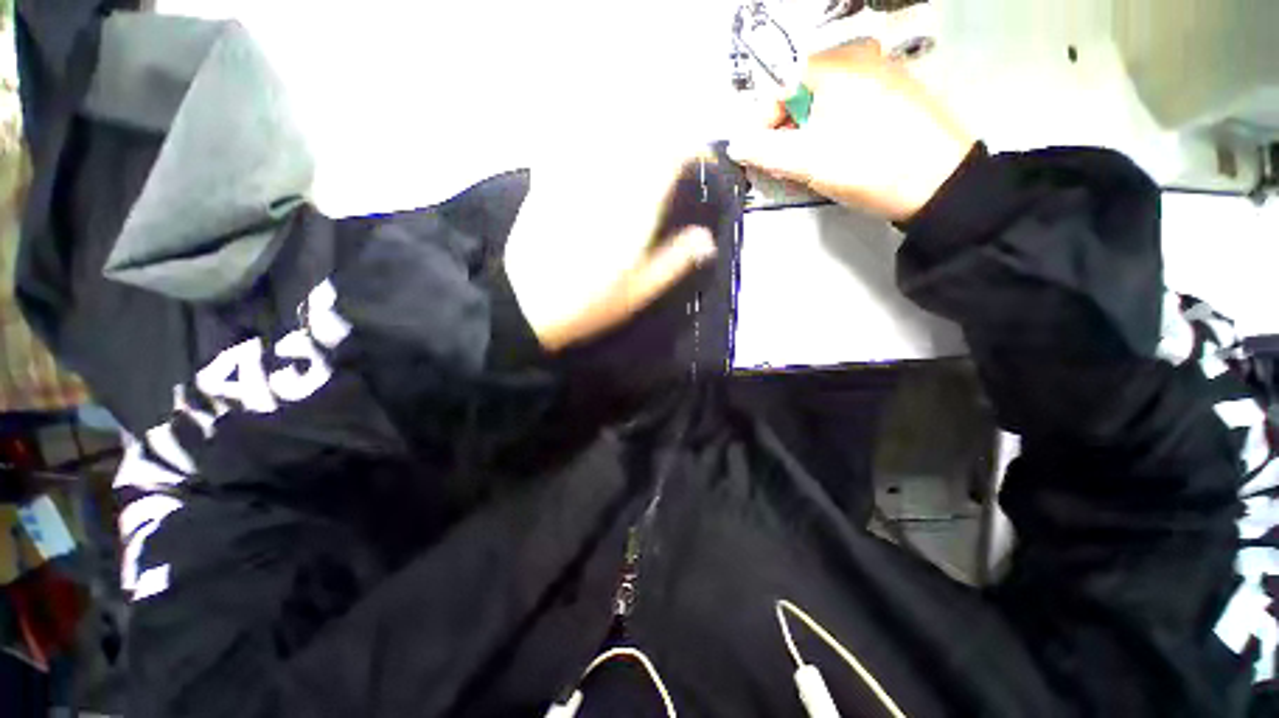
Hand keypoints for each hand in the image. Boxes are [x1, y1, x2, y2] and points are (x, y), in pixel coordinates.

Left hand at [504, 149, 716, 350]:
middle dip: (666, 132)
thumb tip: (706, 240)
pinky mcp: (546, 180)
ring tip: (644, 136)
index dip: (694, 150)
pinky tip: (596, 133)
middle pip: (641, 132)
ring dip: (631, 124)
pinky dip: (587, 129)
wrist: (527, 304)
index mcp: (634, 212)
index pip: (671, 156)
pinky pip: (569, 137)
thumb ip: (675, 262)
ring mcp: (574, 178)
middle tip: (676, 149)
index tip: (703, 162)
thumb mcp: (639, 292)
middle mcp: (607, 184)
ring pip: (607, 128)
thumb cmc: (589, 304)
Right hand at [728, 40, 975, 221]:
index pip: (778, 86)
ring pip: (827, 98)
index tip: (760, 154)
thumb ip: (763, 151)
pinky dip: (837, 125)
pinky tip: (844, 151)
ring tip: (816, 163)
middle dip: (788, 129)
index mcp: (834, 64)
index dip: (762, 123)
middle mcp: (859, 55)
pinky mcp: (900, 89)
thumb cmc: (866, 166)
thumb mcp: (806, 162)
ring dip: (811, 130)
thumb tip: (735, 144)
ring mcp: (883, 69)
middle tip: (790, 164)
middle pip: (802, 91)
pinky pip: (852, 102)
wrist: (940, 182)